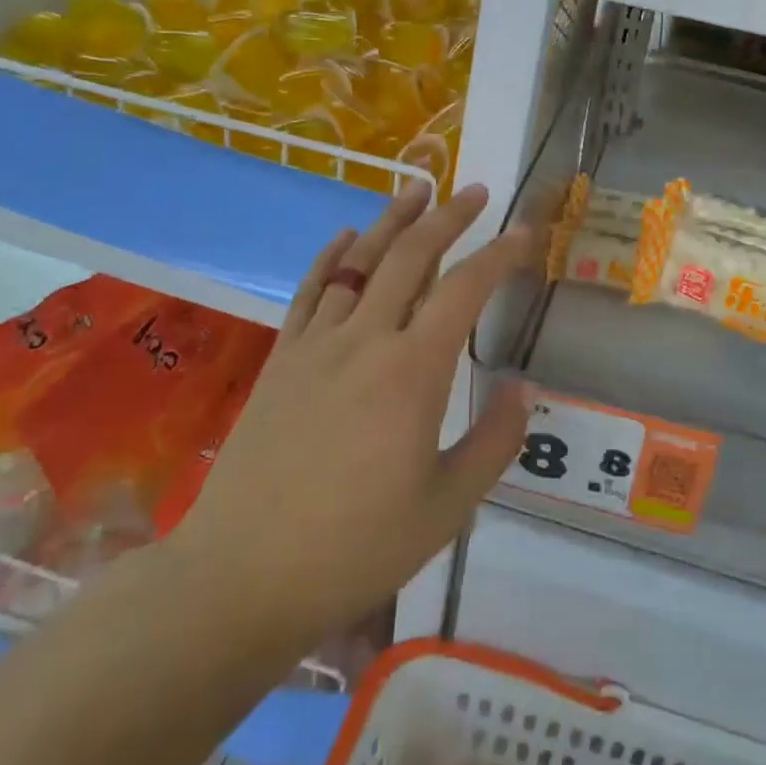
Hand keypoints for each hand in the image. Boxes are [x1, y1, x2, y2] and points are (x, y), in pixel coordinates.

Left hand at [169, 181, 530, 646]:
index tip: (523, 234)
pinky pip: (310, 292)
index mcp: (414, 371)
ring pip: (359, 263)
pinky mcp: (282, 360)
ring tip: (417, 188)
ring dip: (392, 221)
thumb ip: (494, 440)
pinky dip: (331, 257)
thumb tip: (523, 386)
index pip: (465, 291)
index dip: (499, 256)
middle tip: (474, 192)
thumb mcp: (447, 506)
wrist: (242, 576)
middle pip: (411, 257)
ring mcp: (317, 345)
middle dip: (447, 218)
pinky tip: (345, 237)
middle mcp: (366, 340)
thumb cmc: (356, 548)